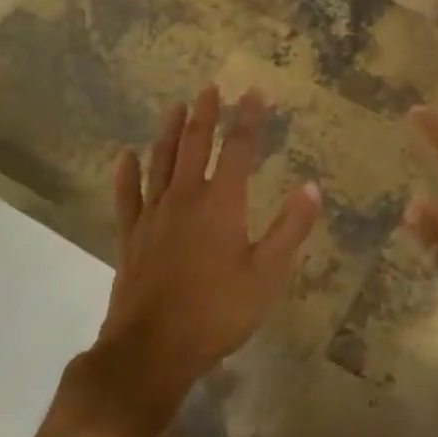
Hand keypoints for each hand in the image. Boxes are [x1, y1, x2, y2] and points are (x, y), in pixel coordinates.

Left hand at [81, 86, 320, 436]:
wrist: (153, 348)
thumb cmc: (218, 311)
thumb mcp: (267, 274)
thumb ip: (290, 229)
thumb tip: (311, 188)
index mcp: (221, 204)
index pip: (238, 149)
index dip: (248, 119)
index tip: (254, 92)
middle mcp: (185, 199)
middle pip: (193, 146)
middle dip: (205, 115)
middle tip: (210, 88)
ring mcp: (153, 216)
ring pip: (160, 162)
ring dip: (168, 132)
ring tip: (174, 106)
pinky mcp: (131, 237)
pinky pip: (127, 196)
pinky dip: (127, 173)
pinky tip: (125, 156)